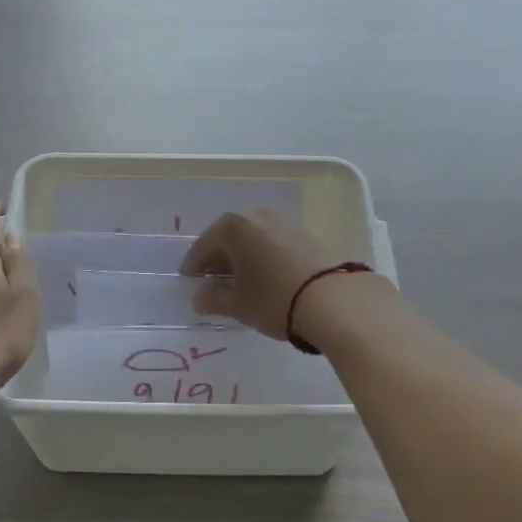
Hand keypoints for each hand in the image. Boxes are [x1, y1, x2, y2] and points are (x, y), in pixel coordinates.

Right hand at [181, 209, 364, 340]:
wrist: (333, 299)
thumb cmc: (274, 299)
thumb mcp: (238, 305)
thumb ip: (213, 299)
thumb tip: (200, 297)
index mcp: (233, 227)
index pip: (203, 246)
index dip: (193, 266)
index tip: (188, 281)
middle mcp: (256, 216)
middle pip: (228, 238)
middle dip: (217, 259)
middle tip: (210, 281)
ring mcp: (283, 222)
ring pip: (251, 239)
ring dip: (241, 257)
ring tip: (238, 282)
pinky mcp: (304, 235)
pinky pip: (271, 243)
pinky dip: (261, 257)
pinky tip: (264, 277)